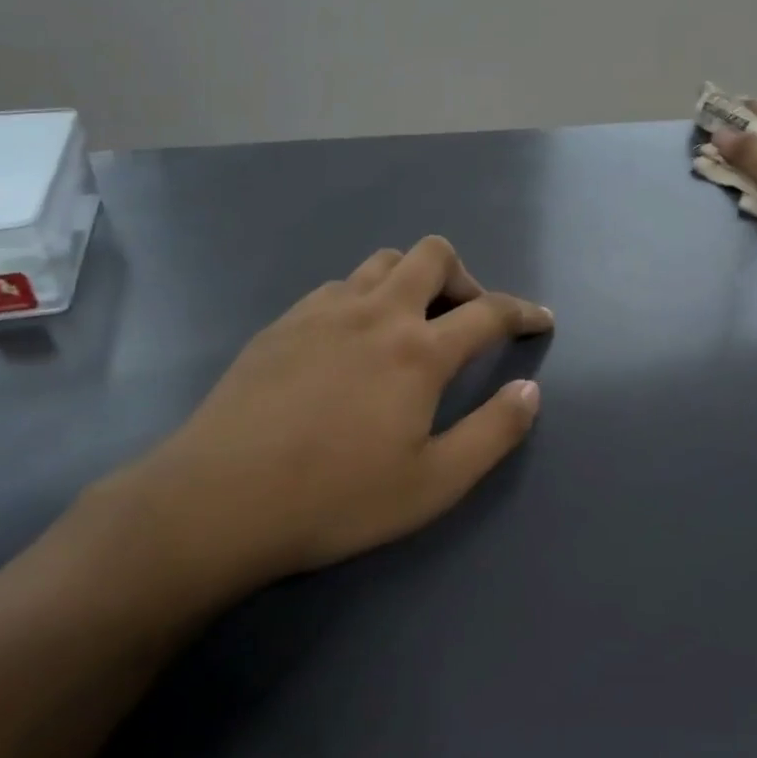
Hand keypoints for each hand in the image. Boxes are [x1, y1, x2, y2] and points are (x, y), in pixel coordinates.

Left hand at [94, 236, 552, 614]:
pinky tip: (352, 341)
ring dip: (412, 280)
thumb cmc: (334, 498)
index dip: (524, 312)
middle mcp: (377, 313)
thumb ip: (493, 433)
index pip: (489, 311)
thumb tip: (531, 391)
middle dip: (465, 277)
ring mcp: (324, 311)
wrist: (215, 502)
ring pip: (383, 262)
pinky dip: (366, 297)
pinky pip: (339, 286)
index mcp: (418, 350)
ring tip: (411, 325)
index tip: (541, 320)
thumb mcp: (433, 484)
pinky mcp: (284, 322)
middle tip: (466, 319)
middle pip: (433, 256)